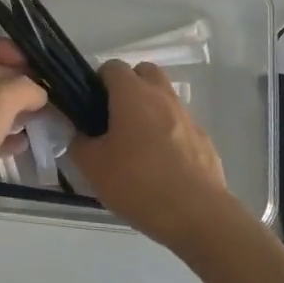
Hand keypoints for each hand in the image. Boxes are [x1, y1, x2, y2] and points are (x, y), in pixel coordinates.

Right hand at [69, 60, 237, 254]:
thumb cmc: (138, 183)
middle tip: (114, 116)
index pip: (112, 67)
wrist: (197, 215)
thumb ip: (79, 142)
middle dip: (129, 85)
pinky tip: (160, 164)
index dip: (97, 81)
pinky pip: (180, 125)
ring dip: (150, 109)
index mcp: (133, 94)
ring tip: (136, 143)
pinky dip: (168, 133)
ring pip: (165, 97)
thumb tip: (80, 133)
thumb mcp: (93, 167)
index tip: (89, 105)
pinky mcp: (204, 140)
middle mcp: (162, 96)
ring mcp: (188, 116)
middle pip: (145, 72)